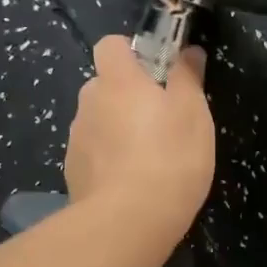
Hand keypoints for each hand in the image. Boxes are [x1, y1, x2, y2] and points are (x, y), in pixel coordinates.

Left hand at [64, 36, 214, 241]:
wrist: (128, 221)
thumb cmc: (170, 157)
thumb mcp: (193, 113)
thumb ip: (188, 77)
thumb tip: (189, 51)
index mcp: (117, 80)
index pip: (110, 45)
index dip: (130, 52)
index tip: (154, 71)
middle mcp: (89, 102)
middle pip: (103, 86)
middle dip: (126, 96)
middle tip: (158, 121)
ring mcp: (76, 139)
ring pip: (97, 123)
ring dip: (116, 131)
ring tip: (146, 160)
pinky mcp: (73, 172)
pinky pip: (92, 155)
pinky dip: (107, 162)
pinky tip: (130, 184)